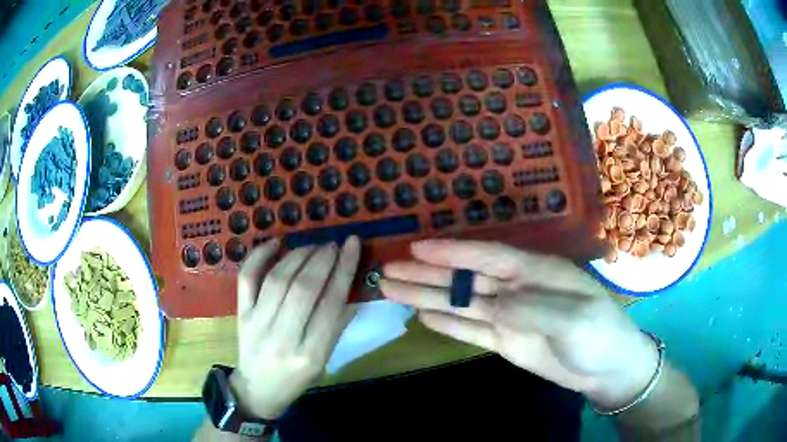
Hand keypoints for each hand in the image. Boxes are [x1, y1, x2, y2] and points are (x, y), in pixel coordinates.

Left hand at [230, 237, 360, 419]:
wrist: (256, 390)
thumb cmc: (295, 379)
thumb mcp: (323, 361)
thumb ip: (337, 326)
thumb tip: (351, 288)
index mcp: (310, 354)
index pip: (331, 304)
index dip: (344, 270)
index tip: (352, 245)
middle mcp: (283, 337)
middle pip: (304, 289)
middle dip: (322, 259)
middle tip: (333, 244)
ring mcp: (257, 323)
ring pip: (278, 279)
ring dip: (299, 255)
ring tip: (314, 246)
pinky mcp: (241, 314)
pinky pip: (247, 279)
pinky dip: (260, 256)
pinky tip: (276, 243)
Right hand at [380, 239, 658, 410]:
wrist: (606, 368)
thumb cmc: (600, 333)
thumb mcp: (574, 317)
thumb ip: (531, 307)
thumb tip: (489, 302)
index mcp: (535, 271)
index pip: (487, 256)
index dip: (452, 251)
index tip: (416, 248)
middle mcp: (515, 288)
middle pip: (464, 278)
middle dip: (426, 274)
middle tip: (387, 269)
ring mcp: (507, 315)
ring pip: (460, 303)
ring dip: (427, 296)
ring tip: (392, 290)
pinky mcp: (504, 339)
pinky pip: (469, 329)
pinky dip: (446, 323)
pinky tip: (422, 315)